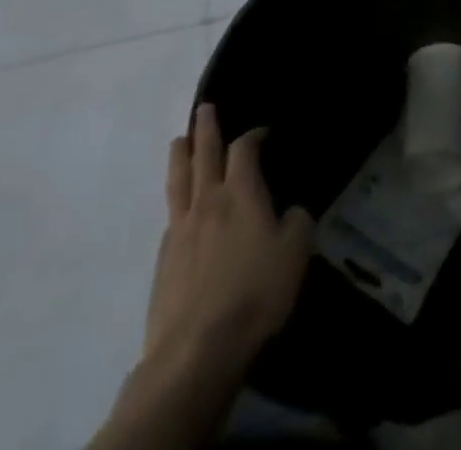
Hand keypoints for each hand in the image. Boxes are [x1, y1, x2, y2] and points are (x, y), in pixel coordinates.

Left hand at [144, 104, 313, 373]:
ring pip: (179, 180)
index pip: (244, 149)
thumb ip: (297, 222)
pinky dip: (176, 200)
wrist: (195, 352)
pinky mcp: (163, 261)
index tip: (263, 131)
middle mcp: (208, 201)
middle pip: (203, 154)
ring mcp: (180, 230)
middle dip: (205, 128)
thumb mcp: (295, 253)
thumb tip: (291, 211)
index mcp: (241, 193)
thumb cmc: (254, 294)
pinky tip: (179, 206)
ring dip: (180, 155)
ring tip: (179, 139)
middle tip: (204, 108)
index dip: (254, 135)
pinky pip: (171, 216)